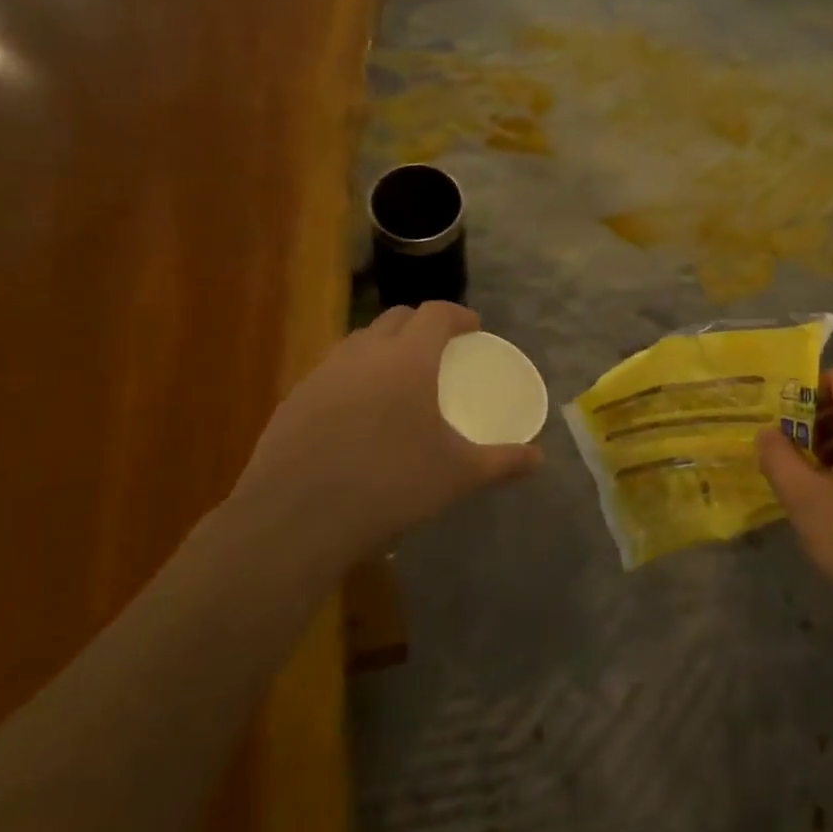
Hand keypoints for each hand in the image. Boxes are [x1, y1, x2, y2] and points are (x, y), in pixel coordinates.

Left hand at [229, 302, 540, 568]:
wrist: (297, 518)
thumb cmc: (390, 484)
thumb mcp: (457, 475)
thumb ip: (502, 462)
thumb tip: (538, 460)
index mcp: (408, 359)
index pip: (435, 313)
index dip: (458, 314)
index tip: (473, 327)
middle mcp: (364, 354)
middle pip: (395, 318)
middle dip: (421, 324)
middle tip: (439, 348)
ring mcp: (323, 374)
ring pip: (359, 341)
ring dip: (384, 346)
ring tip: (399, 378)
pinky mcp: (294, 399)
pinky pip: (332, 371)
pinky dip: (354, 376)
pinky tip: (359, 414)